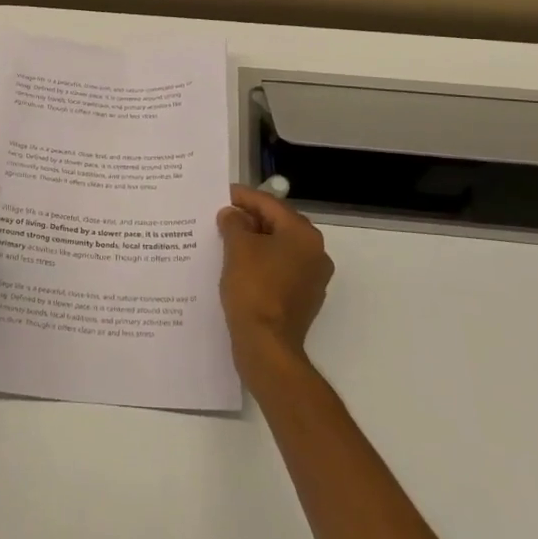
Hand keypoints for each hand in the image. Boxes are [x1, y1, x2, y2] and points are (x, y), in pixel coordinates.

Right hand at [217, 185, 333, 372]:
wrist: (266, 344)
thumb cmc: (253, 288)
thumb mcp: (237, 247)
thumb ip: (234, 223)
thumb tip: (233, 215)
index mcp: (303, 235)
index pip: (271, 205)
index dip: (244, 197)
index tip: (222, 194)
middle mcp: (315, 253)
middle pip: (278, 225)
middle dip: (250, 219)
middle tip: (222, 216)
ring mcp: (312, 279)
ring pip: (279, 248)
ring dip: (255, 241)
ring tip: (226, 240)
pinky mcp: (303, 299)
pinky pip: (280, 269)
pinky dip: (261, 263)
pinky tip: (239, 266)